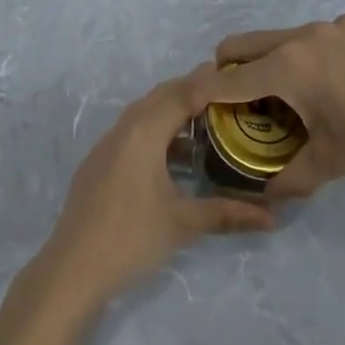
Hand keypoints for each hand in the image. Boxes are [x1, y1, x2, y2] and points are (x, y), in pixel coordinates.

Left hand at [36, 65, 275, 309]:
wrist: (72, 268)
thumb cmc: (131, 238)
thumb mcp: (182, 223)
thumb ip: (226, 214)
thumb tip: (271, 218)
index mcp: (143, 132)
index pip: (180, 94)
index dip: (206, 83)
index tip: (233, 76)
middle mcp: (124, 129)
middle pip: (160, 96)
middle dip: (190, 91)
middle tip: (223, 94)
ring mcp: (106, 145)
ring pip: (144, 113)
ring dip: (171, 111)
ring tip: (204, 122)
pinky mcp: (98, 162)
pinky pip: (131, 131)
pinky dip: (155, 130)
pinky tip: (172, 156)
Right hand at [214, 15, 344, 196]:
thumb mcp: (331, 163)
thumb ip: (291, 177)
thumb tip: (266, 196)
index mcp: (290, 67)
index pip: (231, 77)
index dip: (203, 90)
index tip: (186, 100)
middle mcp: (304, 36)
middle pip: (246, 44)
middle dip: (230, 69)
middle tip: (233, 101)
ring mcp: (332, 26)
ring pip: (280, 38)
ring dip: (269, 62)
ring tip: (285, 97)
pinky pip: (313, 38)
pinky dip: (304, 58)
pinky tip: (330, 87)